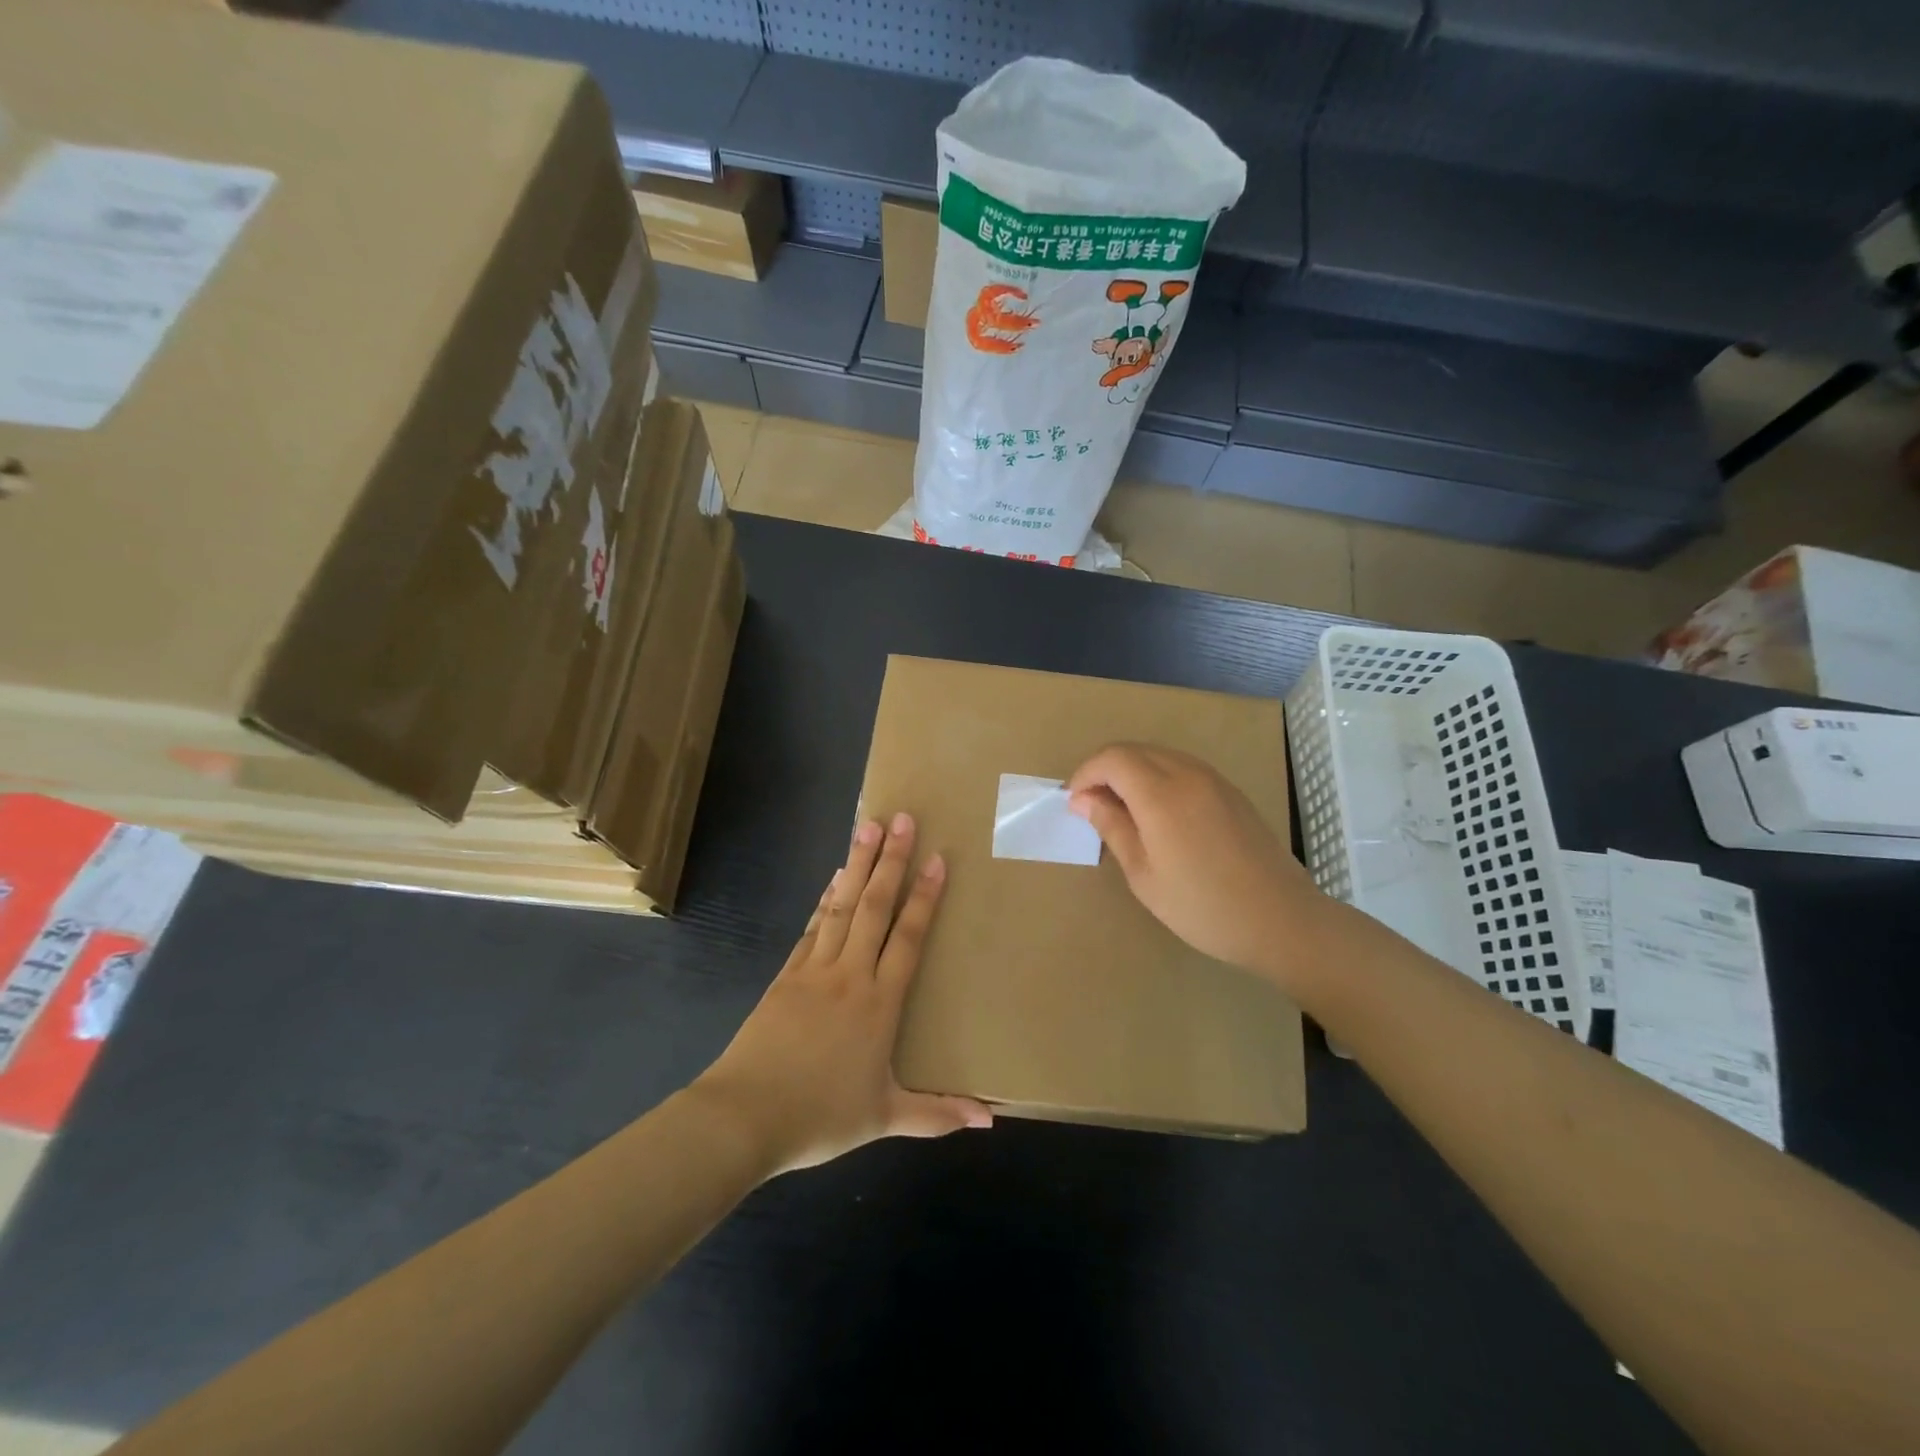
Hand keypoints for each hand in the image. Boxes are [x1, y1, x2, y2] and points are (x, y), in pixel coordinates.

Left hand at [691, 813, 992, 1176]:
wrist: (744, 1117)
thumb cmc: (820, 1117)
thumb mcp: (884, 1119)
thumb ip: (938, 1114)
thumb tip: (990, 1120)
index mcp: (878, 1003)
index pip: (907, 938)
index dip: (924, 897)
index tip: (937, 858)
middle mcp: (849, 975)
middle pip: (874, 907)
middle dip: (890, 861)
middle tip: (900, 818)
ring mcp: (813, 970)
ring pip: (841, 906)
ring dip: (857, 865)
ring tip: (867, 827)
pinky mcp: (785, 976)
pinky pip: (812, 927)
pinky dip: (825, 898)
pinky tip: (833, 879)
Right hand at [1068, 743, 1327, 984]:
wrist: (1281, 920)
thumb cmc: (1203, 906)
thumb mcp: (1144, 875)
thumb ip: (1113, 828)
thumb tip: (1083, 799)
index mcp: (1162, 794)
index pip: (1112, 759)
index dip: (1085, 774)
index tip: (1073, 803)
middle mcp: (1188, 774)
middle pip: (1134, 750)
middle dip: (1105, 770)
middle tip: (1091, 807)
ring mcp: (1214, 780)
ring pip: (1159, 756)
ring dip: (1132, 772)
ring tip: (1120, 811)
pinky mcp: (1231, 792)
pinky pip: (1183, 768)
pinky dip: (1158, 778)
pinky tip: (1157, 814)